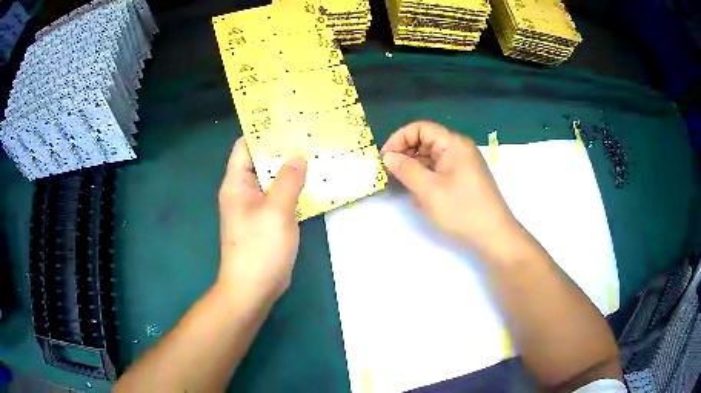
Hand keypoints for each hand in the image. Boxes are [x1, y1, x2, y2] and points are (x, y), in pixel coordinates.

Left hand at [217, 138, 306, 304]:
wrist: (253, 288)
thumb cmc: (259, 248)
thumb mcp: (276, 211)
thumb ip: (288, 180)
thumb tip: (298, 156)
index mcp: (237, 183)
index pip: (245, 146)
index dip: (263, 132)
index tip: (287, 121)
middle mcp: (243, 191)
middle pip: (261, 161)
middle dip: (282, 149)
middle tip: (309, 135)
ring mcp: (255, 207)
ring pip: (272, 180)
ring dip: (290, 169)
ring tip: (315, 153)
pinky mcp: (267, 221)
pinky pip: (279, 197)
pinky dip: (293, 189)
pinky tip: (314, 183)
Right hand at [381, 121, 521, 259]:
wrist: (494, 235)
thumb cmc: (462, 210)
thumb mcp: (429, 190)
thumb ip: (405, 170)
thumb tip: (388, 156)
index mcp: (453, 144)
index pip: (420, 128)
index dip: (399, 139)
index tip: (384, 158)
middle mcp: (459, 149)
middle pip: (426, 141)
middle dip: (405, 155)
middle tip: (389, 173)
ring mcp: (463, 164)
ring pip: (431, 158)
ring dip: (415, 169)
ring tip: (403, 188)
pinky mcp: (464, 179)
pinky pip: (439, 171)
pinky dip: (426, 179)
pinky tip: (420, 197)